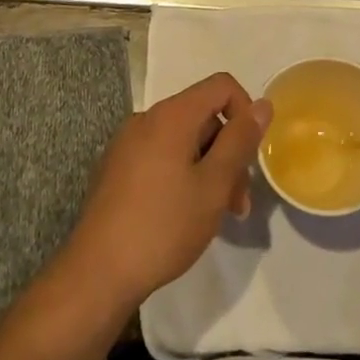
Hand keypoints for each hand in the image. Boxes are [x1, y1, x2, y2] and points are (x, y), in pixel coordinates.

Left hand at [59, 73, 272, 311]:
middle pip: (203, 116)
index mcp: (171, 115)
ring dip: (208, 168)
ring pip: (184, 141)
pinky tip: (185, 215)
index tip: (251, 154)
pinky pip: (161, 156)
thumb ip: (240, 140)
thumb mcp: (214, 184)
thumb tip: (263, 104)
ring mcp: (127, 144)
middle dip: (228, 151)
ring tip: (216, 215)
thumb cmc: (164, 226)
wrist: (97, 273)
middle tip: (238, 202)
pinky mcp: (116, 168)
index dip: (245, 111)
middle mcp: (146, 119)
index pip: (221, 85)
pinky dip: (183, 174)